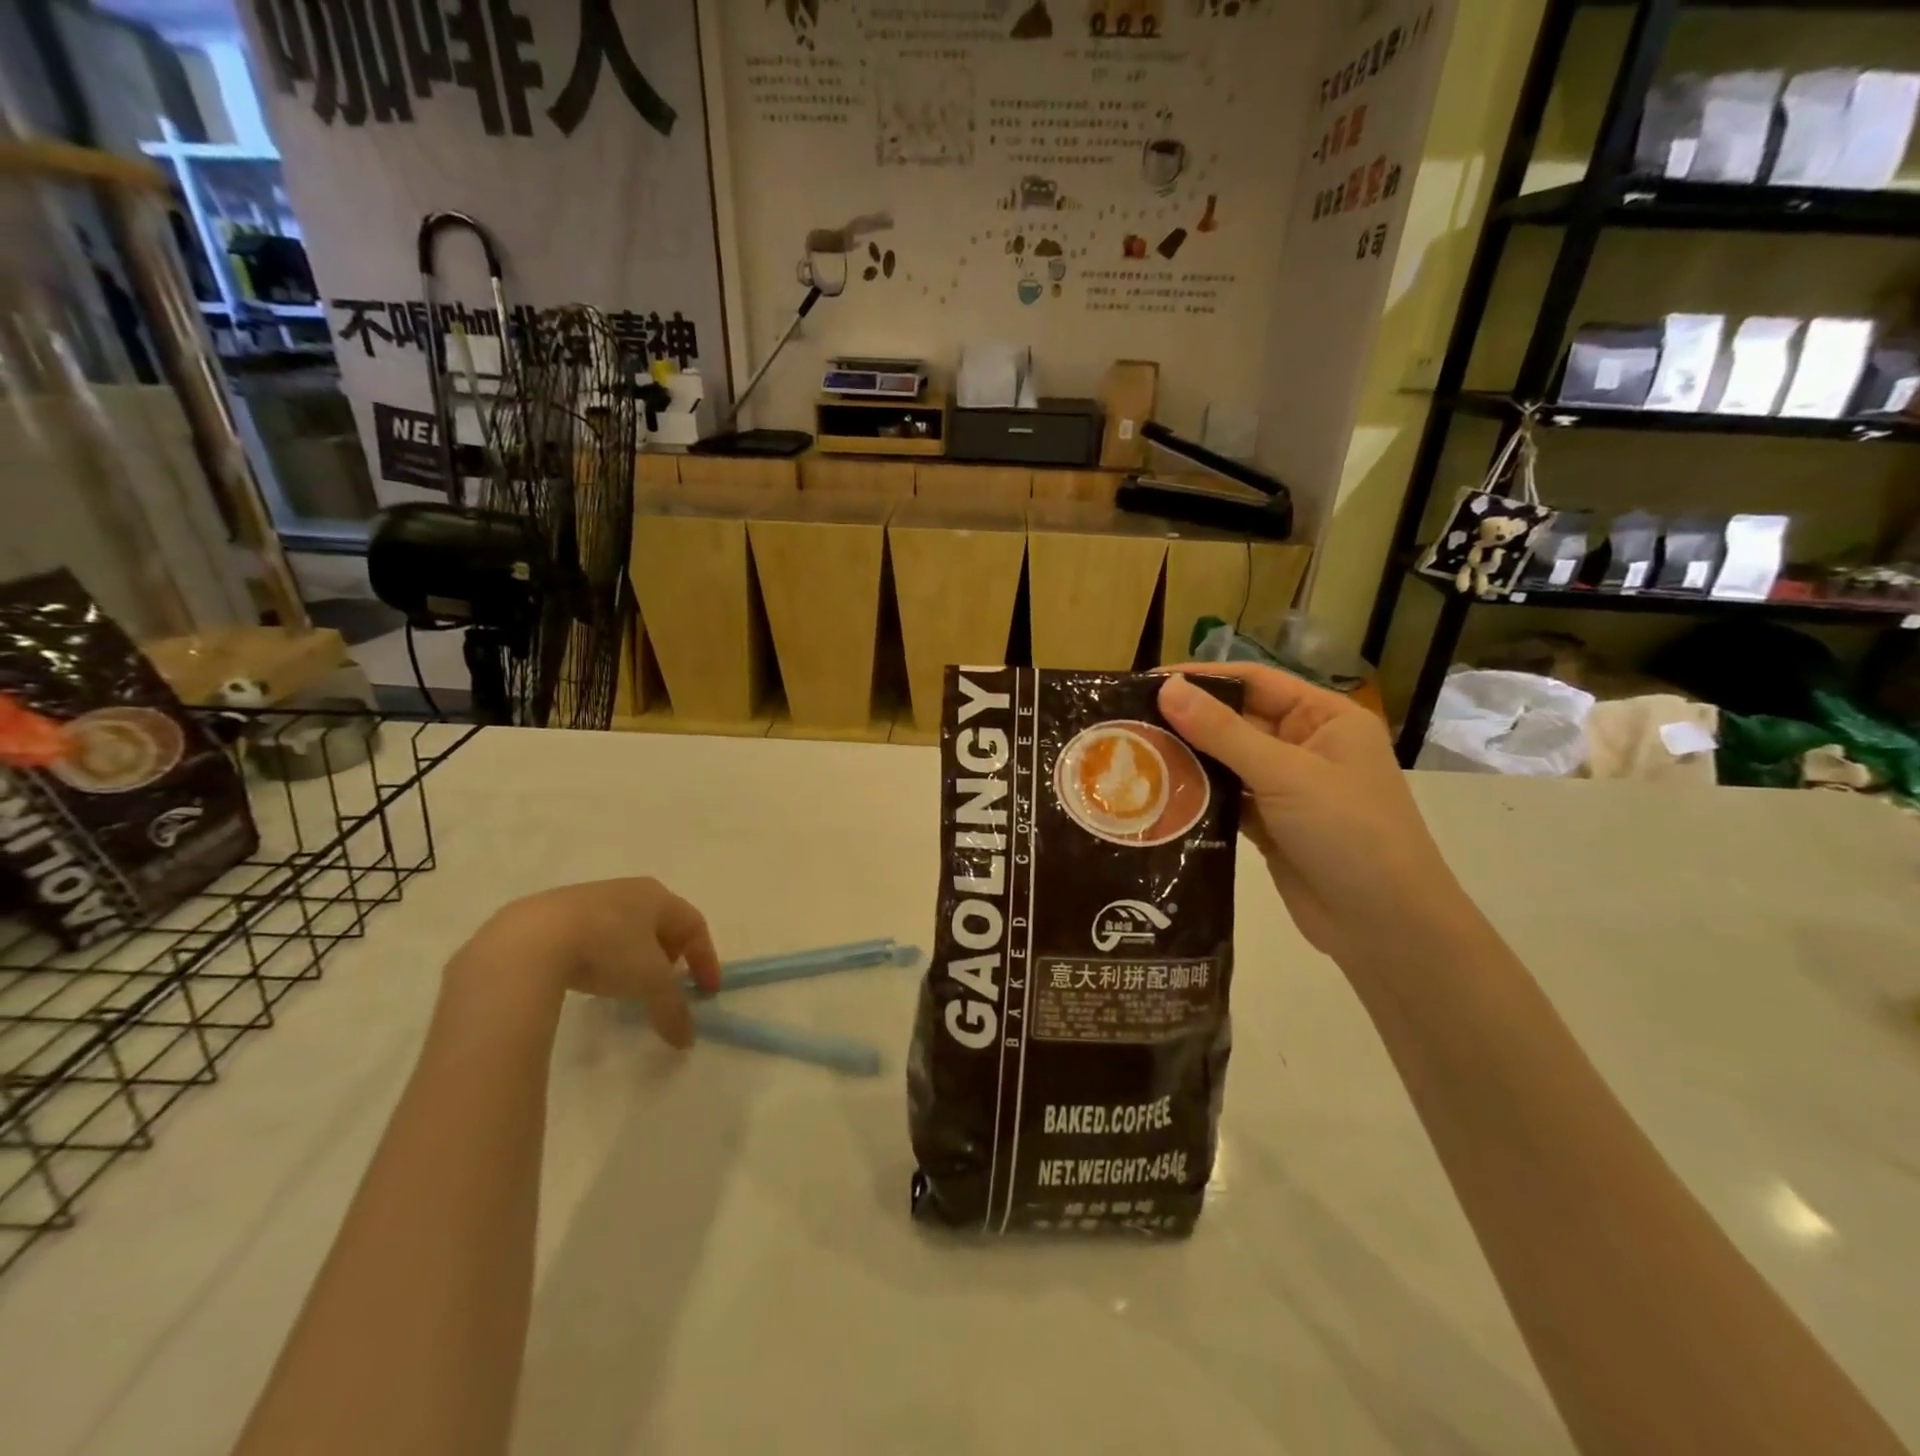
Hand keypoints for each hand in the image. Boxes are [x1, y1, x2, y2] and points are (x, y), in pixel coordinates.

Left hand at [452, 879, 720, 1047]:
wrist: (529, 941)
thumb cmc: (607, 949)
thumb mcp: (649, 982)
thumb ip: (672, 1008)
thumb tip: (687, 1040)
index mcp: (656, 896)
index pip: (694, 924)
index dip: (705, 959)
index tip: (707, 992)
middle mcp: (626, 890)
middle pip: (660, 923)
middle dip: (670, 955)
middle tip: (668, 984)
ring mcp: (587, 899)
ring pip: (624, 928)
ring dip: (634, 956)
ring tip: (626, 986)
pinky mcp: (551, 914)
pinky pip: (590, 934)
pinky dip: (601, 955)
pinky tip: (588, 977)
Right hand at [1157, 666, 1465, 964]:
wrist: (1386, 927)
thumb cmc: (1348, 832)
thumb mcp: (1285, 774)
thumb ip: (1223, 731)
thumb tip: (1167, 688)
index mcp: (1326, 718)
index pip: (1256, 682)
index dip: (1204, 679)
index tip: (1147, 683)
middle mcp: (1307, 746)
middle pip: (1237, 721)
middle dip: (1188, 722)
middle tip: (1128, 723)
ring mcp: (1288, 789)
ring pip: (1228, 763)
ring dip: (1188, 761)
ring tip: (1133, 757)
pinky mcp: (1271, 826)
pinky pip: (1227, 800)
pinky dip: (1198, 798)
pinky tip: (1158, 796)